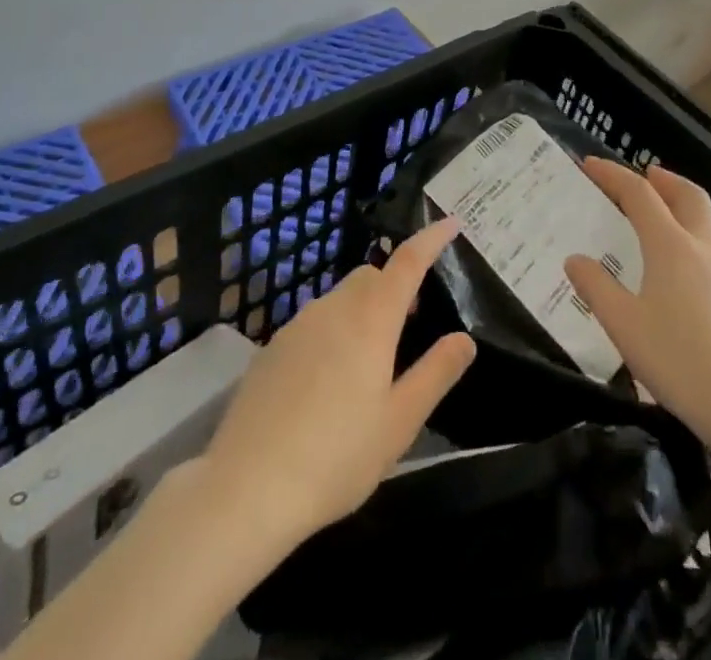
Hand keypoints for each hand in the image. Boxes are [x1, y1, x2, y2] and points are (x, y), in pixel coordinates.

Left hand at [201, 217, 475, 543]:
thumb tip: (464, 338)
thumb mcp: (400, 423)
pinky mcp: (272, 348)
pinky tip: (329, 382)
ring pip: (341, 297)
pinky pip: (315, 322)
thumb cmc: (336, 457)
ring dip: (364, 309)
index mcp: (371, 319)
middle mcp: (334, 308)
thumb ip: (436, 374)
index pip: (408, 261)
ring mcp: (298, 325)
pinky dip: (334, 331)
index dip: (431, 238)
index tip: (451, 223)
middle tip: (412, 320)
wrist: (246, 488)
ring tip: (372, 358)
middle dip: (395, 284)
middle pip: (371, 275)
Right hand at [564, 159, 710, 462]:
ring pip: (707, 215)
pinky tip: (689, 257)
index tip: (590, 165)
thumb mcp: (624, 326)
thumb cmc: (680, 362)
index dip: (612, 175)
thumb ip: (595, 288)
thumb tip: (574, 260)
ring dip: (682, 200)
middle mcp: (703, 244)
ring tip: (663, 211)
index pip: (639, 193)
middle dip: (660, 178)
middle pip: (685, 193)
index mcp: (670, 245)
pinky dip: (697, 227)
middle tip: (640, 177)